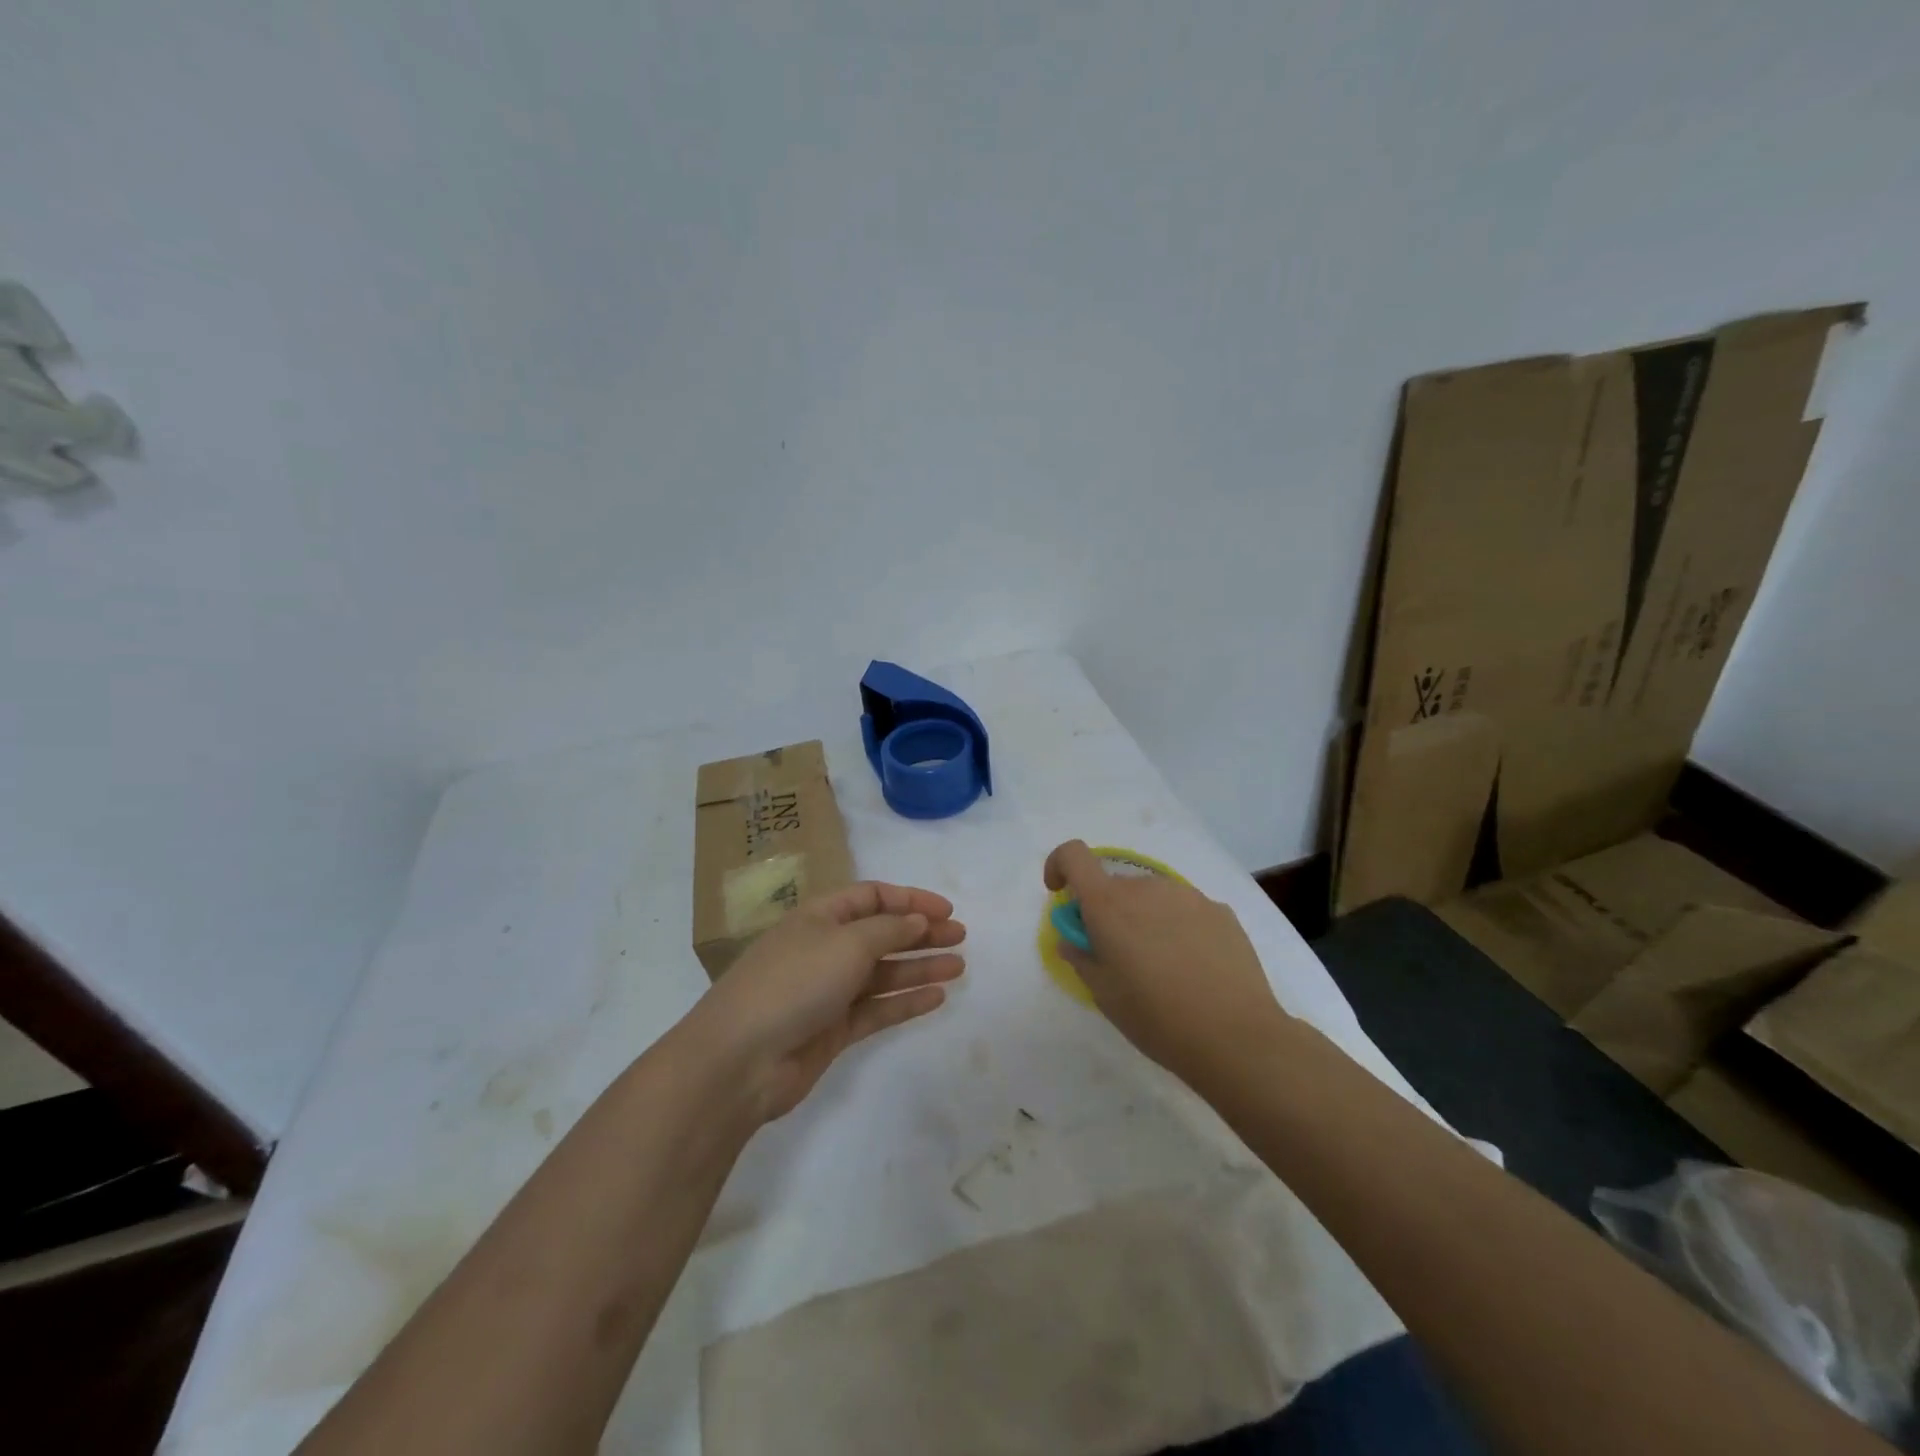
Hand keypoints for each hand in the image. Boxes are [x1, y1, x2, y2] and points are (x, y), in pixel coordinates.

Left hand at [687, 881, 965, 1122]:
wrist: (741, 1060)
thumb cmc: (794, 983)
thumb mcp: (846, 943)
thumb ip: (889, 930)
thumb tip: (917, 920)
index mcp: (820, 916)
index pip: (871, 897)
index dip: (910, 899)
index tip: (947, 910)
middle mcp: (825, 948)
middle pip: (881, 933)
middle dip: (921, 933)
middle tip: (961, 937)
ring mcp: (828, 990)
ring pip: (883, 972)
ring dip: (920, 967)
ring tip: (960, 967)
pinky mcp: (832, 1029)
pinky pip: (877, 1008)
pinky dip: (905, 1001)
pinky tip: (937, 997)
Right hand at [1044, 839, 1287, 1081]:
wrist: (1236, 1036)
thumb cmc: (1156, 1017)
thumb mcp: (1104, 995)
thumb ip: (1081, 957)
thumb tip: (1074, 939)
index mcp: (1109, 903)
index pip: (1073, 855)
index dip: (1060, 866)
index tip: (1062, 894)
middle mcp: (1147, 887)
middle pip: (1115, 884)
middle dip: (1107, 910)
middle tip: (1117, 955)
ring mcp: (1188, 896)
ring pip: (1152, 896)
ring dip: (1144, 919)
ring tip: (1160, 966)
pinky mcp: (1220, 911)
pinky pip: (1185, 910)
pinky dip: (1177, 927)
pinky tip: (1194, 968)